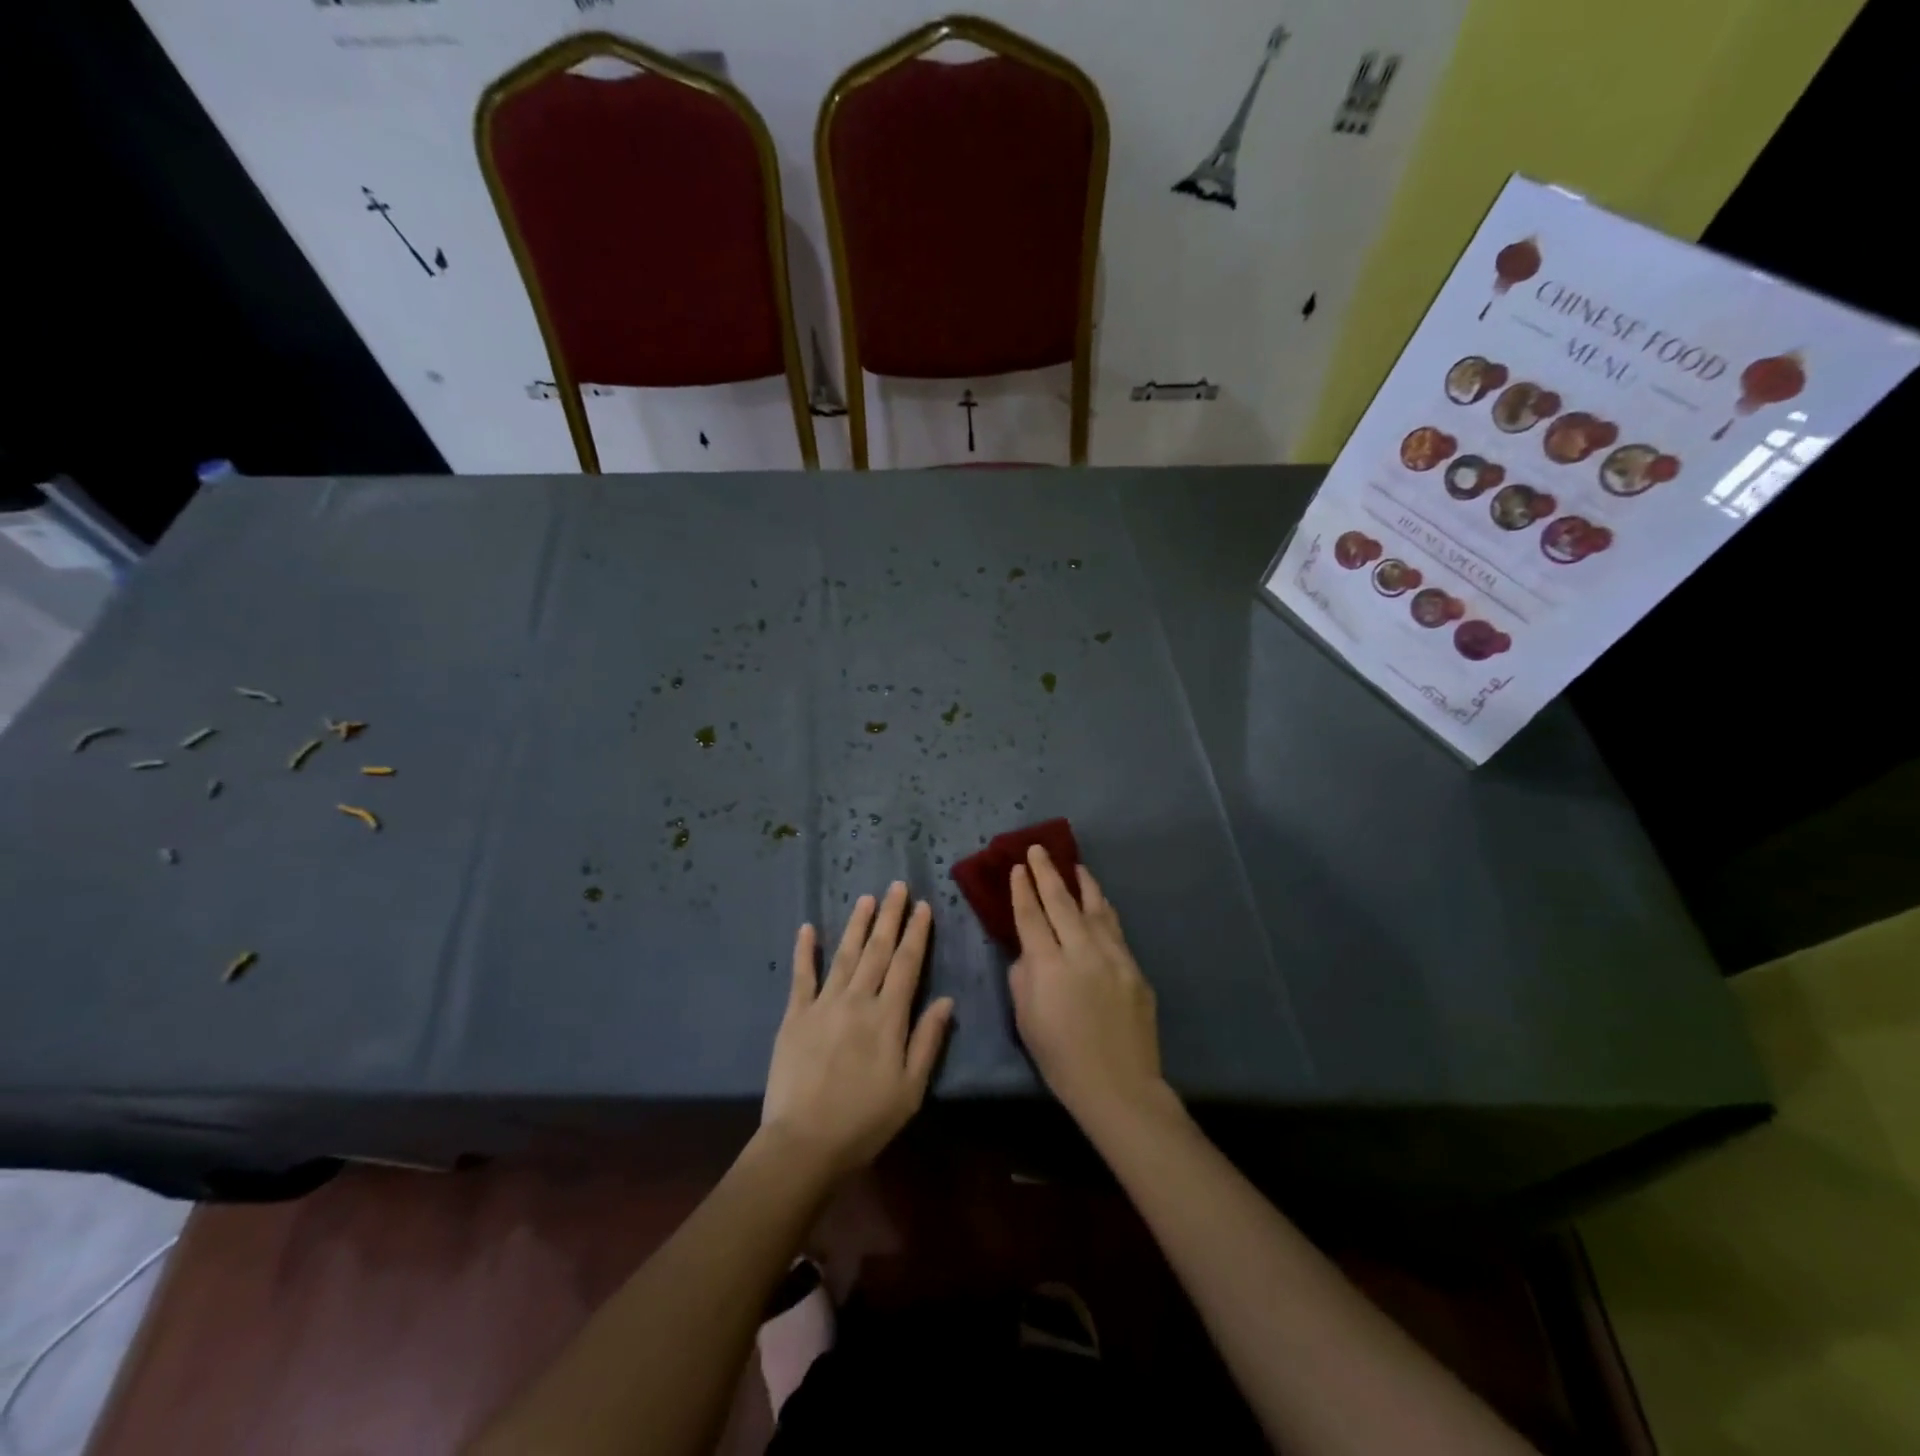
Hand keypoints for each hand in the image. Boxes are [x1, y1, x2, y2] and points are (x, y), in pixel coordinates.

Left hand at [762, 882, 953, 1177]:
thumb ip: (928, 1041)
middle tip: (897, 886)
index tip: (923, 906)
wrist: (805, 1143)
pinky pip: (801, 976)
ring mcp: (823, 1004)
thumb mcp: (911, 1089)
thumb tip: (947, 1000)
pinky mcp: (795, 1015)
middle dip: (890, 916)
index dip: (916, 933)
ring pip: (845, 954)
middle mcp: (857, 1000)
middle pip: (878, 950)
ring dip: (857, 925)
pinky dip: (805, 950)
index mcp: (888, 1017)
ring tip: (867, 898)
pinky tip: (807, 928)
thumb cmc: (865, 1120)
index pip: (907, 964)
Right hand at [1009, 846, 1167, 1134]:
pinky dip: (1103, 910)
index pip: (1031, 917)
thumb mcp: (1026, 1019)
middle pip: (1061, 902)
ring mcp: (1113, 957)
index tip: (1018, 868)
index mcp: (1049, 967)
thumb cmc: (1061, 1058)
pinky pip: (1115, 929)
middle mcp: (1081, 952)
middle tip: (1037, 850)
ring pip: (1095, 908)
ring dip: (1082, 884)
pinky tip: (1099, 902)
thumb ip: (1023, 976)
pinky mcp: (1134, 968)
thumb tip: (1030, 951)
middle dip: (1047, 873)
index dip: (1023, 890)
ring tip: (1074, 865)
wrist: (1119, 1086)